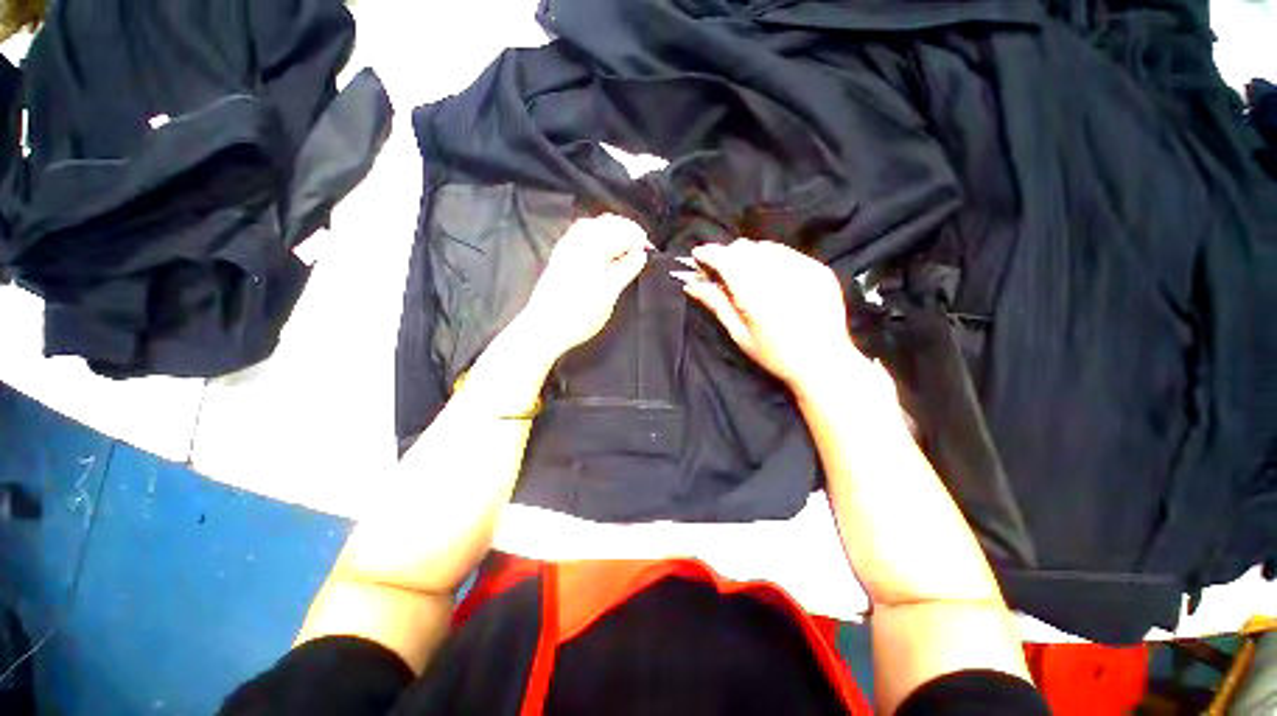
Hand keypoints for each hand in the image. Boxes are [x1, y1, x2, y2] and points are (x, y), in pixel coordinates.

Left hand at [517, 214, 650, 360]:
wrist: (545, 328)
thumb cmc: (579, 314)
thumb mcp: (608, 294)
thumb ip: (625, 270)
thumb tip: (640, 253)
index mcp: (591, 249)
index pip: (620, 232)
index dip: (638, 238)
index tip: (649, 250)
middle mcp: (577, 243)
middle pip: (606, 224)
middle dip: (626, 231)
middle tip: (640, 247)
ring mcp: (566, 249)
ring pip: (592, 227)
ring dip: (611, 231)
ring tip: (625, 246)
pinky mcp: (559, 258)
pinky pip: (580, 235)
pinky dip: (595, 235)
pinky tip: (601, 248)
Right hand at [673, 239, 868, 392]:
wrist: (824, 362)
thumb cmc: (775, 355)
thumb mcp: (740, 334)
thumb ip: (716, 304)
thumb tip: (691, 285)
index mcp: (756, 297)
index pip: (726, 260)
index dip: (709, 253)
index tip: (697, 255)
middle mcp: (780, 276)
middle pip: (744, 248)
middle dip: (728, 255)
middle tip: (722, 272)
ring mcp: (804, 269)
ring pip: (765, 247)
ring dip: (749, 255)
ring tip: (747, 275)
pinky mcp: (819, 269)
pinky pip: (786, 252)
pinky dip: (771, 258)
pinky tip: (771, 277)